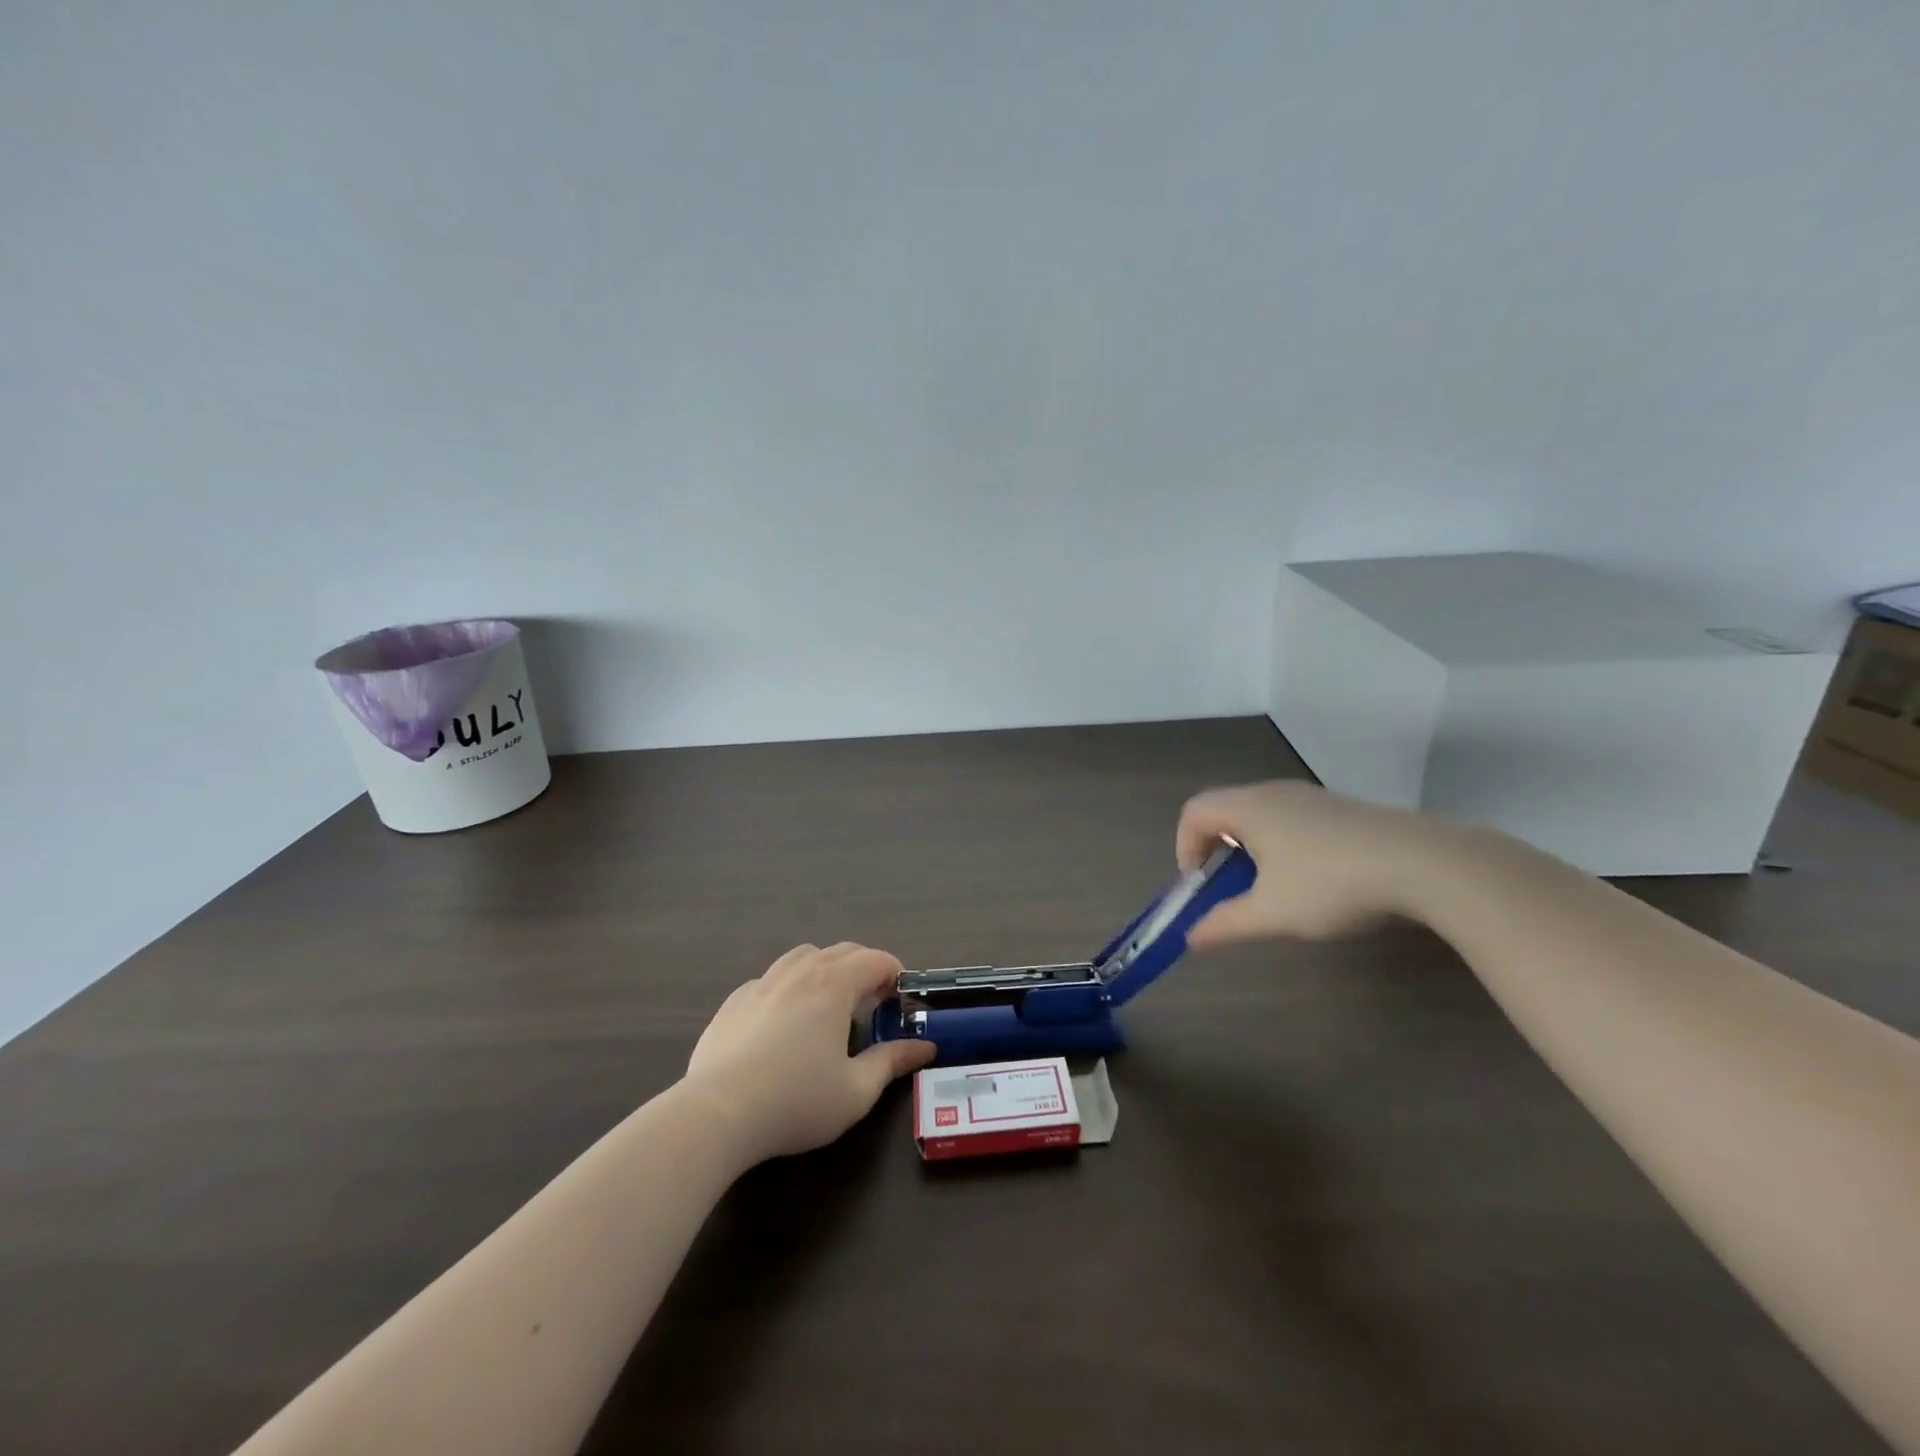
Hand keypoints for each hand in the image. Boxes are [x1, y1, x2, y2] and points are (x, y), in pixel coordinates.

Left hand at [682, 942, 936, 1164]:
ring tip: (828, 1006)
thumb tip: (925, 1047)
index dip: (896, 976)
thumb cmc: (796, 1101)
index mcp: (834, 984)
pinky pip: (771, 979)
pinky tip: (783, 1024)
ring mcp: (762, 982)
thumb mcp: (856, 1091)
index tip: (900, 1004)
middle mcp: (800, 971)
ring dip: (825, 970)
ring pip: (803, 956)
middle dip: (865, 969)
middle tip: (872, 1006)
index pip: (876, 959)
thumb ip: (892, 1062)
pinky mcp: (733, 1001)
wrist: (717, 1113)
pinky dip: (789, 988)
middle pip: (842, 951)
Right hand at [1176, 780, 1458, 946]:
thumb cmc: (1332, 883)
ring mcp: (1314, 797)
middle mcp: (1276, 792)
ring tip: (1273, 888)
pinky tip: (1315, 880)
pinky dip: (1284, 845)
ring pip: (1262, 815)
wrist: (1426, 864)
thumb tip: (1191, 938)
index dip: (1185, 847)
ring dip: (1252, 849)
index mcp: (1250, 807)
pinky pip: (1294, 820)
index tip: (1201, 885)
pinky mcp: (1344, 810)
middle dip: (1217, 850)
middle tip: (1230, 889)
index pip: (1194, 811)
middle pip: (1226, 810)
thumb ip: (1226, 924)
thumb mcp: (1272, 913)